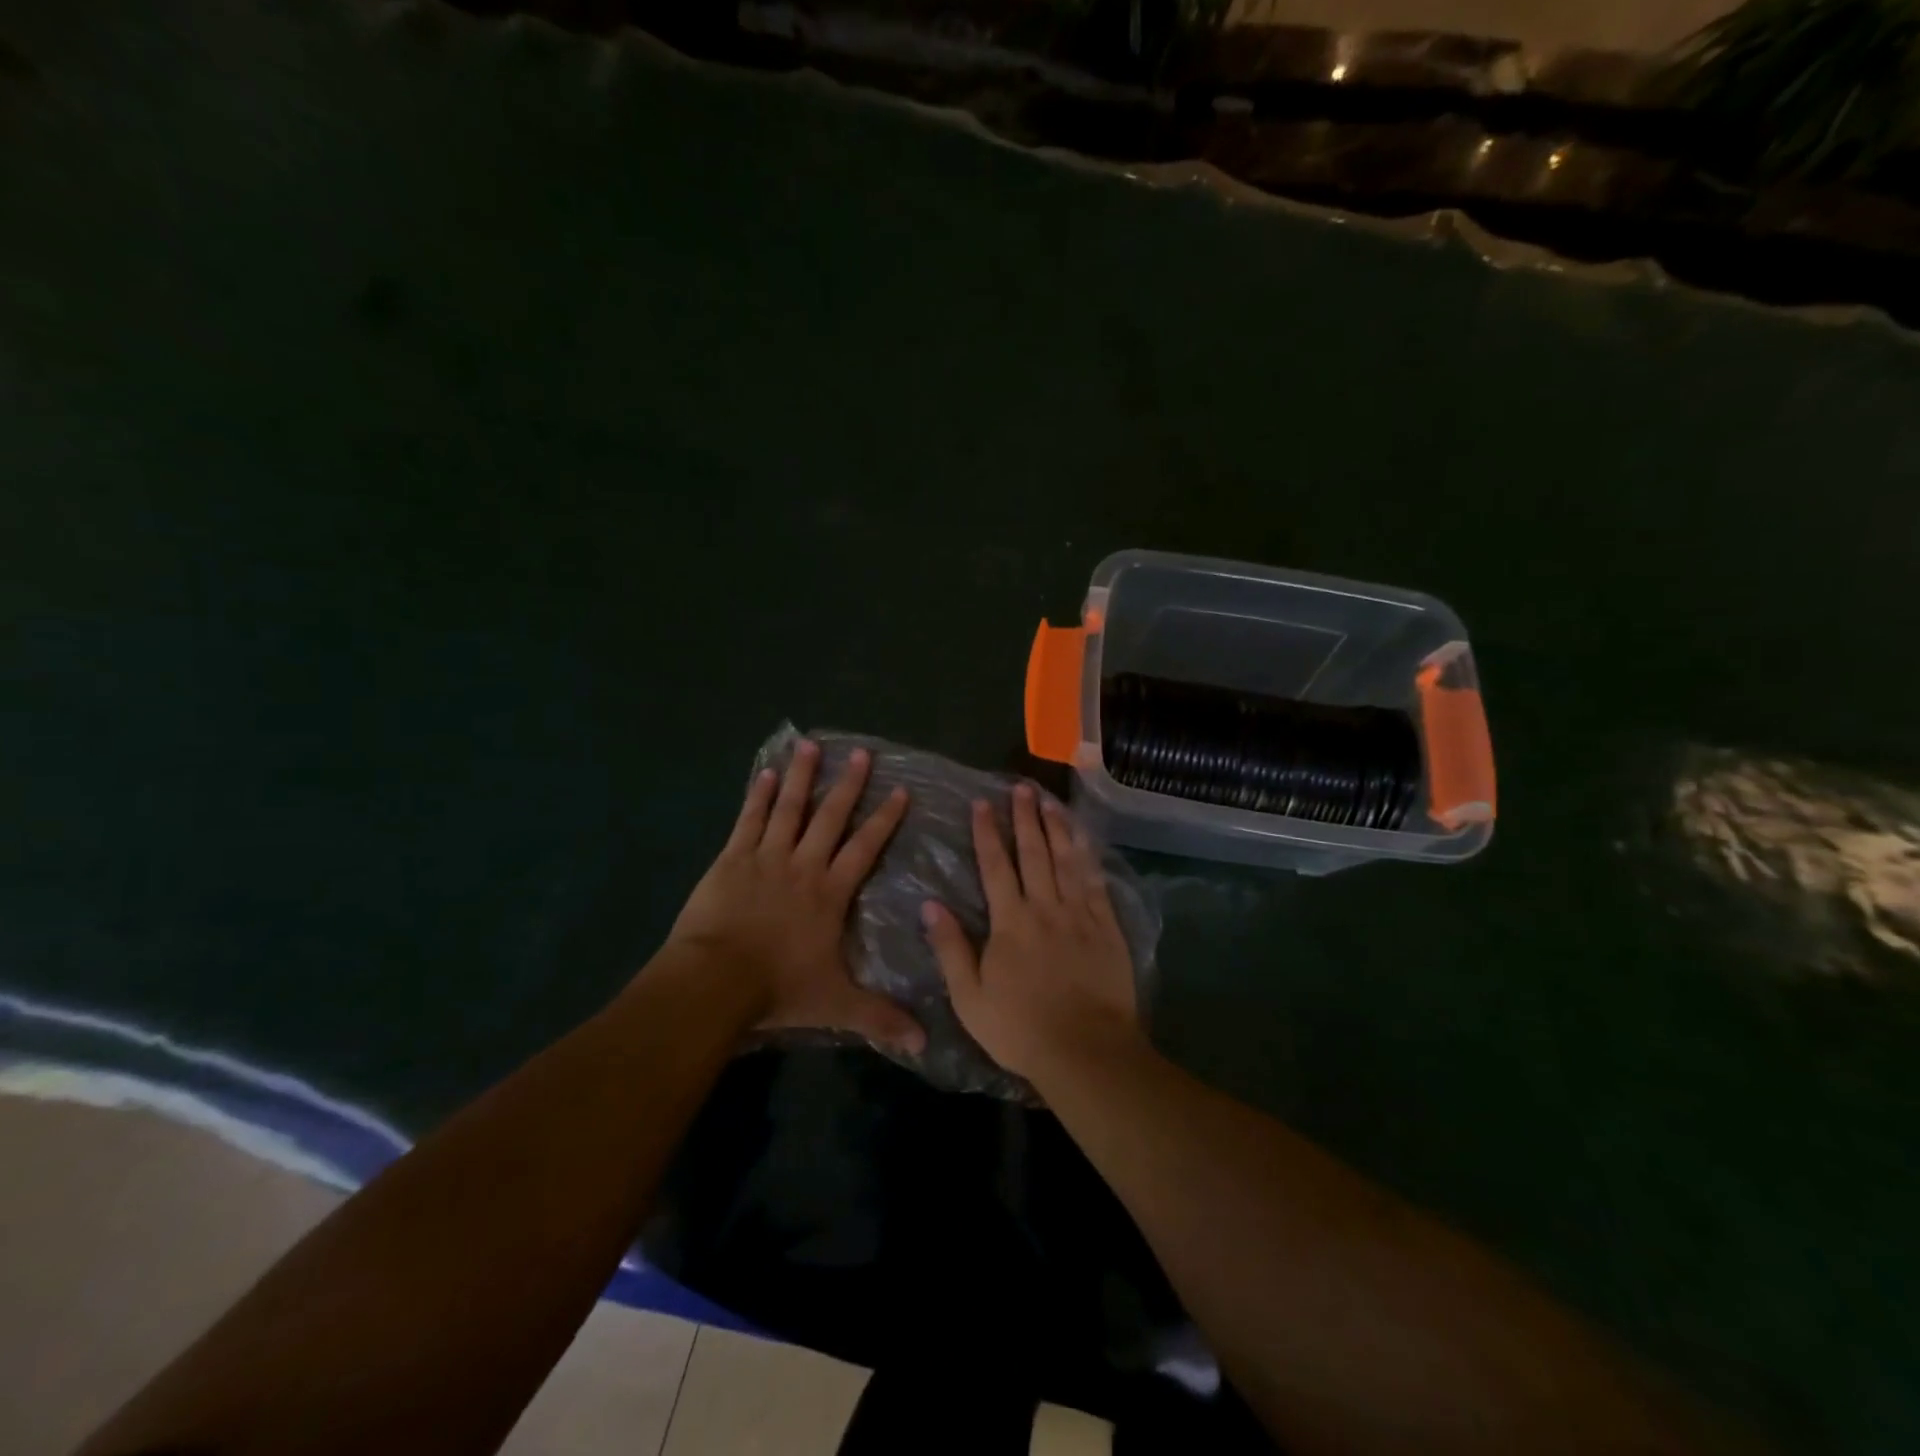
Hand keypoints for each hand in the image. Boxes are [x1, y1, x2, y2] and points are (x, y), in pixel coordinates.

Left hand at [668, 739, 925, 1054]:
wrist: (716, 980)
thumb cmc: (779, 988)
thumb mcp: (836, 1004)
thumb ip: (880, 1016)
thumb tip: (925, 1042)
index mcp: (830, 892)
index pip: (865, 848)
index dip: (884, 819)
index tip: (900, 791)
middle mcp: (803, 865)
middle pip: (831, 817)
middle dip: (849, 785)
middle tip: (861, 754)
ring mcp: (766, 857)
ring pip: (789, 808)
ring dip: (803, 777)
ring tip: (811, 746)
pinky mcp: (732, 859)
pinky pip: (749, 820)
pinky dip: (759, 795)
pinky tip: (766, 773)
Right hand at [922, 784, 1142, 1083]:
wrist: (1086, 1050)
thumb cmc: (1020, 1028)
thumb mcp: (969, 997)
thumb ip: (951, 948)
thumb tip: (931, 905)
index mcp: (1010, 922)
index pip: (995, 866)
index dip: (987, 832)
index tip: (982, 802)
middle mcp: (1045, 907)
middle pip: (1033, 853)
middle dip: (1025, 818)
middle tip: (1020, 788)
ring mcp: (1079, 914)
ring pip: (1066, 859)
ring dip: (1057, 826)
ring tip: (1050, 800)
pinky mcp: (1106, 926)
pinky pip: (1096, 881)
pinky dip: (1088, 855)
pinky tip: (1084, 838)